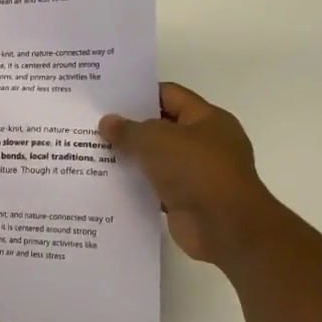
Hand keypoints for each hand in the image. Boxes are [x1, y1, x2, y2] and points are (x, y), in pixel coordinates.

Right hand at [99, 82, 277, 265]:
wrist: (225, 227)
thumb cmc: (195, 170)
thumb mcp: (155, 140)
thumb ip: (128, 129)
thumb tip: (107, 122)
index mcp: (207, 118)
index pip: (170, 95)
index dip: (140, 94)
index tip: (109, 98)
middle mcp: (206, 142)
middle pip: (163, 127)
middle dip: (131, 127)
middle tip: (96, 125)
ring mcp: (199, 173)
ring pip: (158, 159)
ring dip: (133, 158)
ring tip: (96, 153)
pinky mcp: (189, 200)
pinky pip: (158, 187)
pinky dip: (139, 185)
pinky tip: (110, 182)